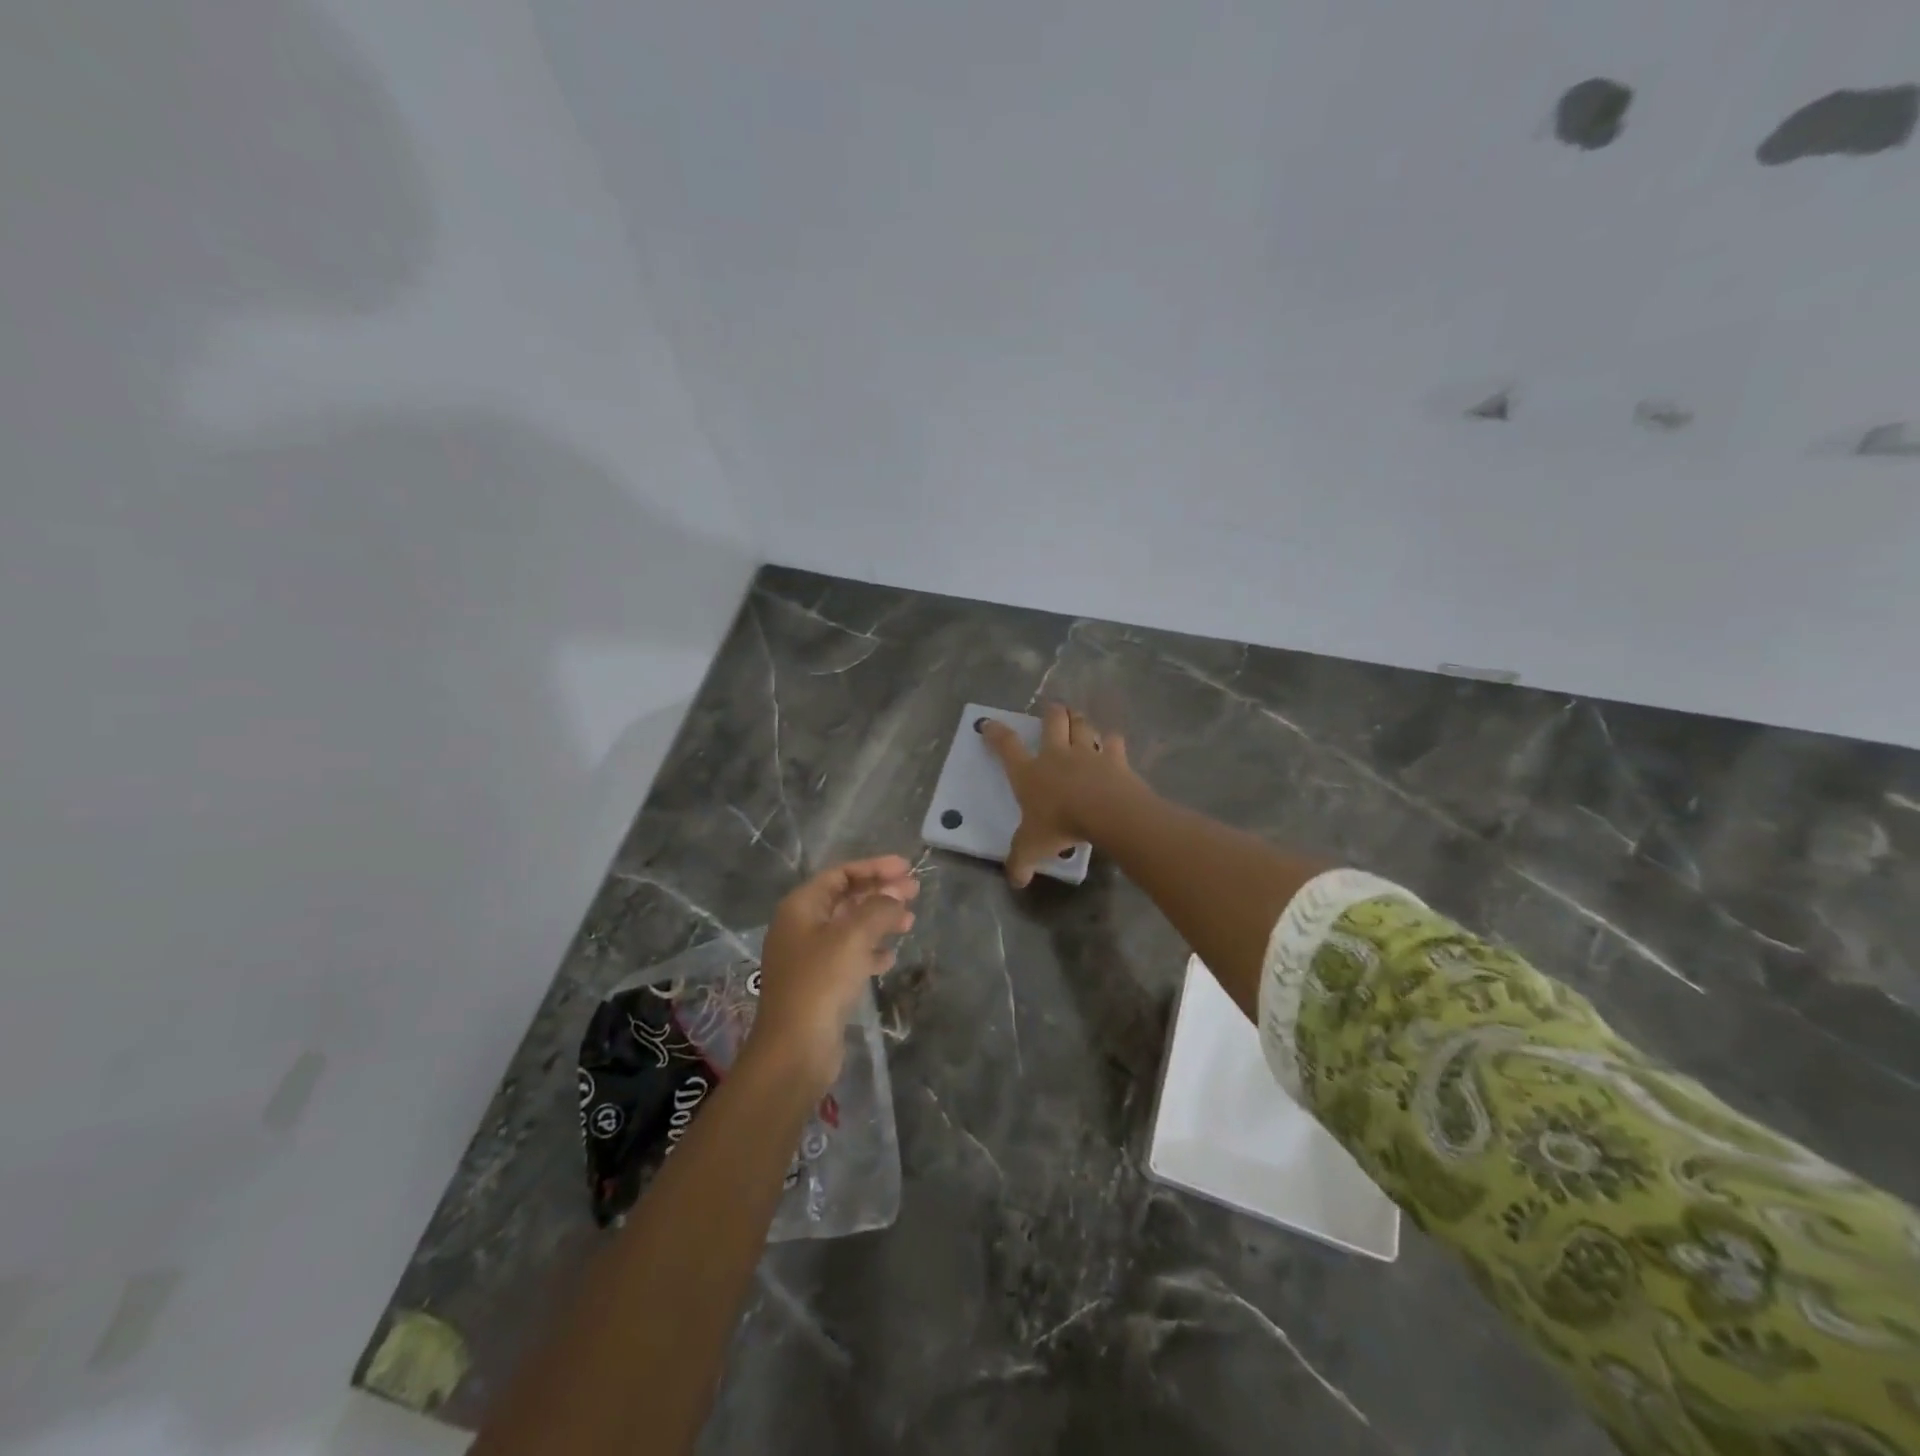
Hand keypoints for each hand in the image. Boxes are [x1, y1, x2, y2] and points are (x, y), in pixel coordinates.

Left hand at [750, 856, 918, 1085]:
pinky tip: (890, 958)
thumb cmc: (821, 981)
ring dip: (879, 921)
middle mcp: (801, 927)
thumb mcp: (854, 936)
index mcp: (801, 907)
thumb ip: (879, 908)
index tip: (906, 868)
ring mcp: (808, 957)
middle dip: (880, 893)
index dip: (874, 867)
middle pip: (846, 899)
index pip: (840, 874)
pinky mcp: (818, 985)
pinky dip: (870, 951)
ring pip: (850, 928)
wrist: (794, 1049)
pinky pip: (848, 956)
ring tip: (910, 923)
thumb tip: (896, 895)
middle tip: (915, 892)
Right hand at [982, 704, 1140, 888]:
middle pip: (1052, 722)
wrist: (1105, 813)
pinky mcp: (1115, 759)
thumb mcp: (1031, 848)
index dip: (996, 734)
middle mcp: (1056, 755)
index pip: (1007, 746)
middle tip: (1053, 709)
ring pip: (1082, 726)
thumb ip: (1020, 862)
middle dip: (1051, 713)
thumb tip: (1015, 880)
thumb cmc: (1060, 825)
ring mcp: (1087, 753)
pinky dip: (1112, 741)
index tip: (989, 724)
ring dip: (1079, 721)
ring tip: (1079, 719)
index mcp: (1029, 772)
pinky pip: (1113, 743)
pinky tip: (1112, 743)